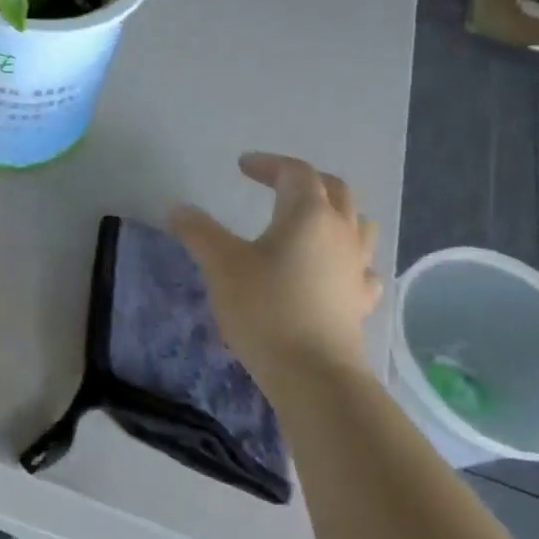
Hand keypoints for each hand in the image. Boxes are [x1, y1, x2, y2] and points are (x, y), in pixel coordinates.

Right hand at [169, 153, 381, 374]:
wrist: (313, 373)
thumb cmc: (265, 309)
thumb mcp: (221, 265)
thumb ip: (199, 232)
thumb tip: (177, 208)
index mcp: (308, 215)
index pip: (295, 172)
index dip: (268, 164)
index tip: (242, 166)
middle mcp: (341, 232)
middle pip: (334, 190)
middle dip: (304, 180)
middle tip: (274, 184)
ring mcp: (356, 267)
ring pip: (357, 223)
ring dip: (333, 212)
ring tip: (309, 220)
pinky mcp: (360, 300)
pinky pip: (360, 265)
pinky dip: (345, 256)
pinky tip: (332, 269)